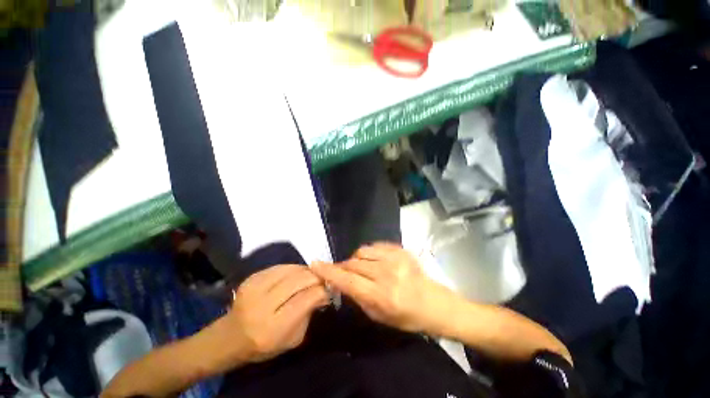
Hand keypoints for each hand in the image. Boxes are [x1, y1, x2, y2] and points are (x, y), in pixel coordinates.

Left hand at [220, 264, 328, 363]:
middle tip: (324, 279)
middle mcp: (262, 305)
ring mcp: (254, 288)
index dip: (321, 290)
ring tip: (312, 275)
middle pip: (299, 280)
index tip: (329, 288)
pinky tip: (297, 274)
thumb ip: (309, 314)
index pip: (306, 299)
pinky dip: (293, 268)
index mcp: (273, 328)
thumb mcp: (293, 339)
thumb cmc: (264, 345)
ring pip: (291, 270)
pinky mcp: (251, 278)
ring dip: (306, 270)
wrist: (229, 338)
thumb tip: (325, 292)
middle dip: (316, 277)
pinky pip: (280, 267)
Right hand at [312, 243, 460, 334]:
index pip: (348, 281)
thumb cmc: (406, 316)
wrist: (434, 303)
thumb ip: (357, 296)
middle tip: (342, 273)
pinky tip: (374, 262)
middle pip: (353, 263)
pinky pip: (374, 246)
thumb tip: (341, 280)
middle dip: (343, 267)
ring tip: (361, 268)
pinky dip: (368, 254)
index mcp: (382, 296)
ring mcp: (395, 259)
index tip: (315, 265)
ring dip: (356, 260)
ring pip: (362, 252)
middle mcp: (387, 274)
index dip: (329, 272)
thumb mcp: (378, 316)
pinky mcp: (400, 250)